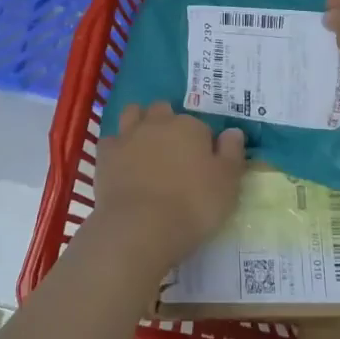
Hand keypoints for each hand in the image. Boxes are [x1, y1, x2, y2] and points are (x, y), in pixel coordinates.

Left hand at [90, 102, 245, 273]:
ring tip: (146, 145)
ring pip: (134, 113)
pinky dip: (117, 146)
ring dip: (140, 122)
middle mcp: (158, 123)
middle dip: (168, 122)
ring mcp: (129, 136)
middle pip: (164, 111)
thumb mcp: (228, 184)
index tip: (204, 164)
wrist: (140, 227)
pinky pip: (111, 140)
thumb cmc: (193, 206)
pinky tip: (122, 162)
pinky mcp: (105, 155)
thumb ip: (232, 153)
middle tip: (174, 150)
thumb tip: (233, 131)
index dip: (203, 143)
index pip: (200, 126)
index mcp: (190, 127)